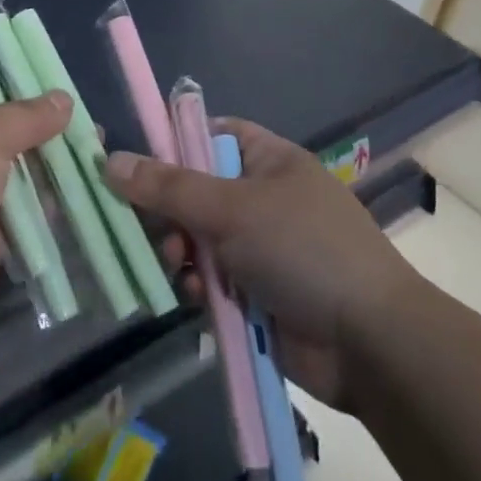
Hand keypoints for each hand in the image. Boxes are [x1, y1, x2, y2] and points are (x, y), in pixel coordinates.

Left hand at [0, 88, 70, 351]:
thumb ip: (23, 118)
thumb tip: (65, 99)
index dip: (17, 78)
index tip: (59, 75)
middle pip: (8, 128)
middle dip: (47, 123)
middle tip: (91, 117)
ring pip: (24, 169)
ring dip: (57, 161)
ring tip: (102, 146)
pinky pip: (31, 209)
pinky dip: (57, 200)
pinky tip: (95, 186)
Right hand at [105, 118, 424, 414]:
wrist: (370, 345)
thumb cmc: (303, 250)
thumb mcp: (231, 208)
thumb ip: (168, 186)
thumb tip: (109, 161)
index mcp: (269, 160)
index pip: (210, 135)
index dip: (173, 143)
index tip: (135, 163)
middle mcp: (264, 198)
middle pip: (196, 190)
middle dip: (170, 209)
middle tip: (152, 226)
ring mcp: (261, 247)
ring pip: (198, 237)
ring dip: (180, 250)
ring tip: (174, 263)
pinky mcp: (257, 293)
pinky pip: (210, 278)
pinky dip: (197, 284)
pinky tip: (192, 296)